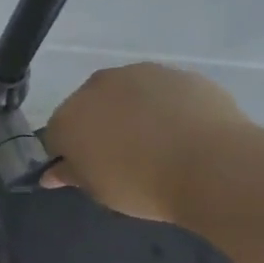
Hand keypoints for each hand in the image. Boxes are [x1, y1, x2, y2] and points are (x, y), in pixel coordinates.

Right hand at [42, 63, 251, 223]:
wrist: (211, 165)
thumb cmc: (141, 185)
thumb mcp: (99, 190)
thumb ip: (71, 175)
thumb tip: (52, 173)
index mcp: (68, 118)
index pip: (55, 136)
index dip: (69, 155)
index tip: (89, 172)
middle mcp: (97, 86)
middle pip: (88, 106)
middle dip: (97, 126)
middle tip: (120, 156)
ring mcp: (139, 74)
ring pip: (124, 94)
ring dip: (130, 112)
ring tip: (155, 142)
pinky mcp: (178, 73)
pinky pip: (160, 92)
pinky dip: (163, 107)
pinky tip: (181, 131)